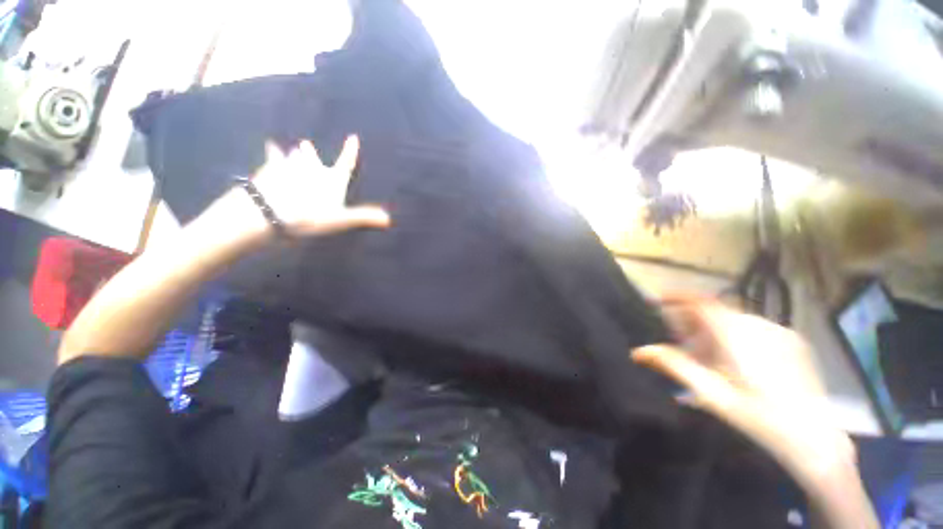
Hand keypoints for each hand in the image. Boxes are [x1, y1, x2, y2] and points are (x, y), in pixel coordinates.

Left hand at [252, 135, 389, 236]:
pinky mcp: (269, 169)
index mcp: (332, 180)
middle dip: (311, 153)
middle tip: (305, 143)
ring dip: (293, 154)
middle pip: (313, 159)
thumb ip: (365, 217)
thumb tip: (389, 219)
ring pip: (293, 157)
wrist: (272, 211)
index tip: (353, 137)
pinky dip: (272, 154)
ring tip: (288, 148)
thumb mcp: (342, 220)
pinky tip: (269, 148)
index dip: (350, 151)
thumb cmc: (311, 216)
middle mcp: (313, 169)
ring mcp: (290, 167)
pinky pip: (271, 158)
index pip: (346, 164)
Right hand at [631, 295, 855, 490]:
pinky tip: (735, 362)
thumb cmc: (761, 419)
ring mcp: (780, 332)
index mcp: (739, 338)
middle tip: (682, 344)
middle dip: (693, 322)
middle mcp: (760, 327)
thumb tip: (639, 351)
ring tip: (708, 359)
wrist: (816, 440)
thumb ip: (675, 366)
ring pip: (733, 319)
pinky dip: (734, 335)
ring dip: (712, 331)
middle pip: (715, 311)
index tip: (658, 301)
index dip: (677, 297)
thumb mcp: (713, 395)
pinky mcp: (793, 340)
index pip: (703, 302)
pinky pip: (752, 327)